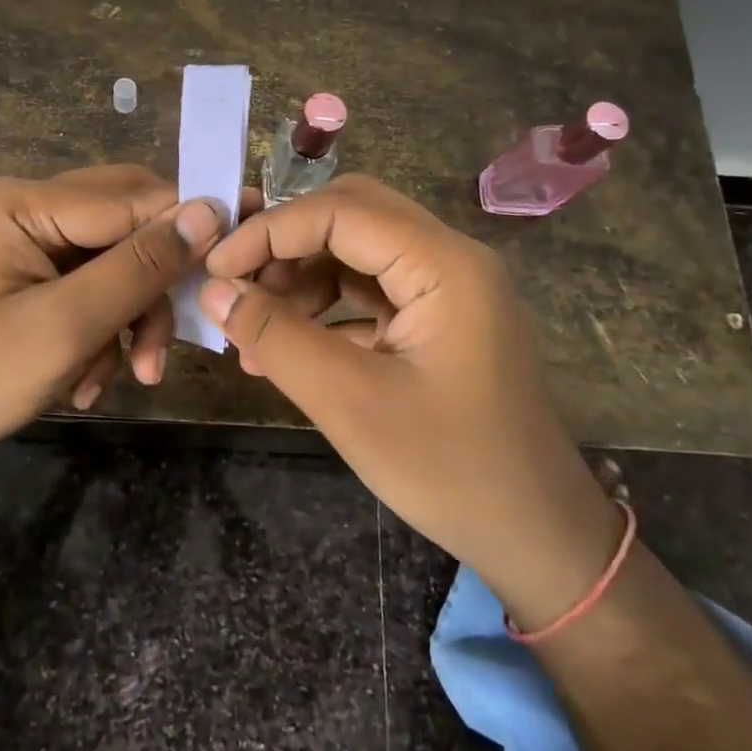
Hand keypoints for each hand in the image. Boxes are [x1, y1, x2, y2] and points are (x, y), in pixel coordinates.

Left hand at [0, 165, 226, 472]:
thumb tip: (208, 211)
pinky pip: (91, 287)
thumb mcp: (67, 326)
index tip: (230, 267)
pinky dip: (103, 331)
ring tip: (130, 377)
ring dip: (129, 320)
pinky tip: (89, 378)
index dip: (185, 228)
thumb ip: (139, 267)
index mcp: (24, 203)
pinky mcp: (31, 276)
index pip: (130, 198)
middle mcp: (28, 209)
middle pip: (125, 226)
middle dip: (152, 287)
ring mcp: (28, 243)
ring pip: (115, 262)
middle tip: (168, 345)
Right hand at [198, 175, 624, 631]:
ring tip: (254, 328)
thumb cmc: (449, 470)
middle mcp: (451, 258)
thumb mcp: (349, 403)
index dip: (270, 231)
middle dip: (287, 243)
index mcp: (444, 264)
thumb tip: (213, 291)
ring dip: (302, 278)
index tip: (216, 270)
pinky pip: (372, 290)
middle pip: (352, 214)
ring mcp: (449, 288)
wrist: (538, 539)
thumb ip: (276, 337)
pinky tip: (288, 348)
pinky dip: (326, 308)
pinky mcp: (441, 319)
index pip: (340, 211)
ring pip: (358, 250)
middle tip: (238, 283)